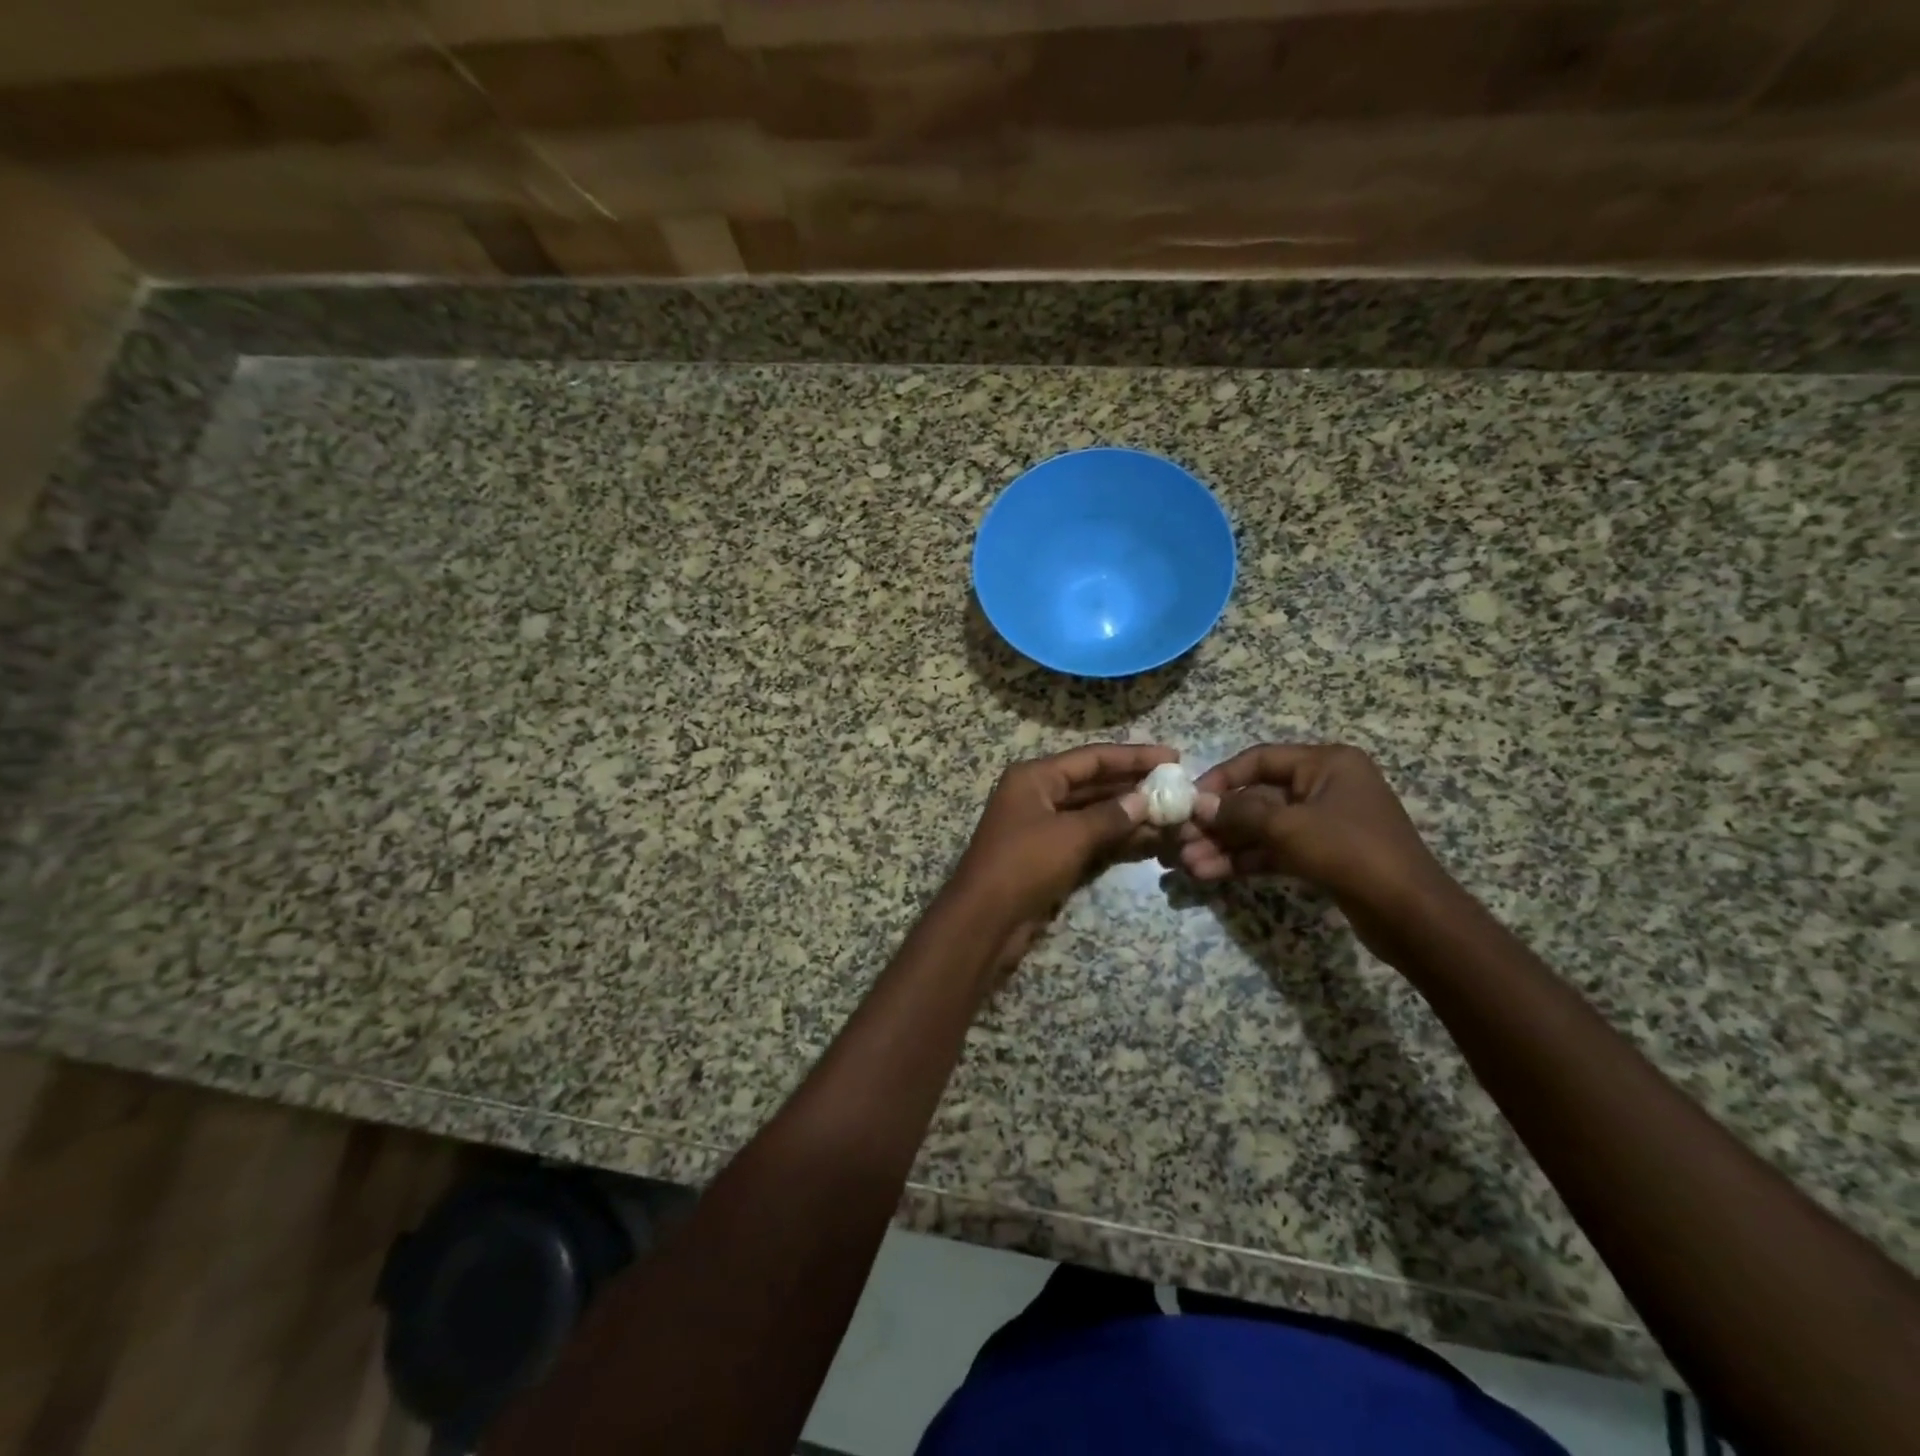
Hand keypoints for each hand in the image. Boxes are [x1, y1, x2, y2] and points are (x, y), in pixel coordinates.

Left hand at [952, 743, 1178, 924]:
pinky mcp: (1049, 855)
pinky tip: (1149, 839)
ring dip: (1129, 814)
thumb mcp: (1070, 836)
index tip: (1173, 758)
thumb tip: (1145, 801)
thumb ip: (1110, 816)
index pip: (1092, 758)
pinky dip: (1115, 837)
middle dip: (1134, 786)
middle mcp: (1038, 794)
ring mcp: (1043, 826)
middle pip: (1093, 783)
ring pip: (1094, 812)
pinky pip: (1088, 837)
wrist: (984, 920)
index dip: (1134, 757)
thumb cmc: (1023, 865)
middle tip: (1178, 787)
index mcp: (1035, 777)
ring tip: (1173, 814)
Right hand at [1168, 744, 1452, 944]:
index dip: (1221, 778)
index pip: (1260, 759)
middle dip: (1218, 822)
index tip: (1189, 800)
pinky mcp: (1323, 856)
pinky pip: (1275, 850)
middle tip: (1181, 840)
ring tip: (1187, 865)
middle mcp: (1325, 786)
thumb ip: (1239, 812)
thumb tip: (1198, 805)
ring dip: (1225, 846)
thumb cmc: (1350, 852)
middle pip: (1257, 797)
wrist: (1410, 915)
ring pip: (1262, 828)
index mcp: (1326, 763)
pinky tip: (1211, 873)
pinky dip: (1245, 860)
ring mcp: (1324, 823)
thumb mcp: (1288, 826)